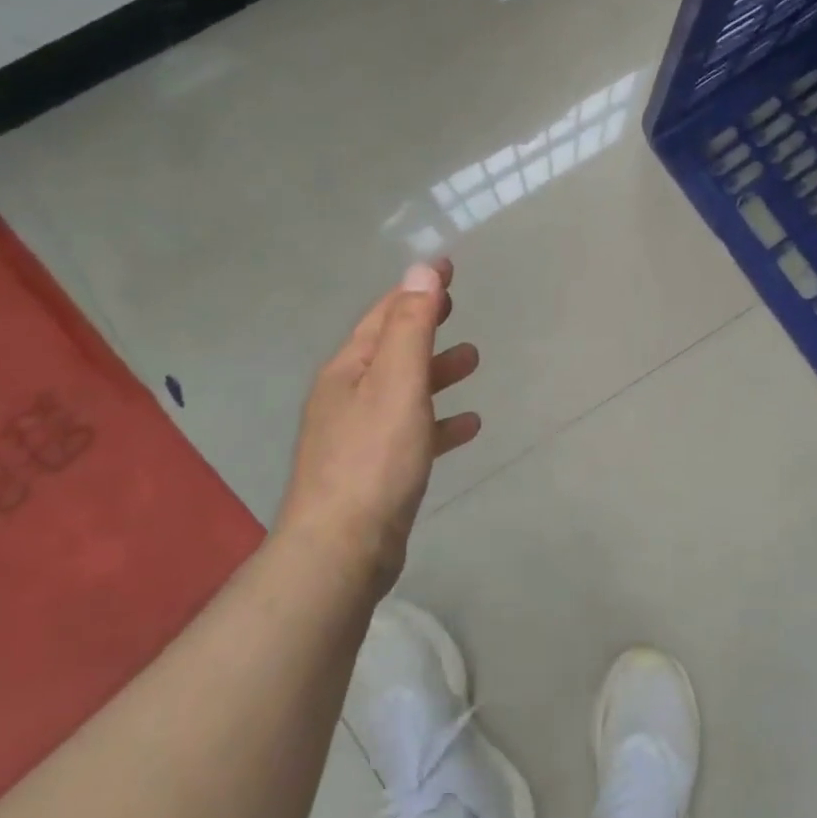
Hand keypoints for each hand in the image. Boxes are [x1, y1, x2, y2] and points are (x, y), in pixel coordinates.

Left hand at [276, 258, 480, 594]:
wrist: (342, 549)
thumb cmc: (374, 458)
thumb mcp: (397, 383)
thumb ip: (412, 327)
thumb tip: (421, 270)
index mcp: (347, 370)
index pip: (384, 314)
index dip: (416, 289)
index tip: (448, 268)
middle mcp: (347, 397)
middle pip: (391, 349)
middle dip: (424, 325)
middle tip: (457, 307)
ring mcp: (359, 435)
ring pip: (404, 390)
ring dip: (437, 371)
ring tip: (474, 360)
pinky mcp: (376, 470)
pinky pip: (414, 431)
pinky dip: (440, 421)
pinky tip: (468, 424)